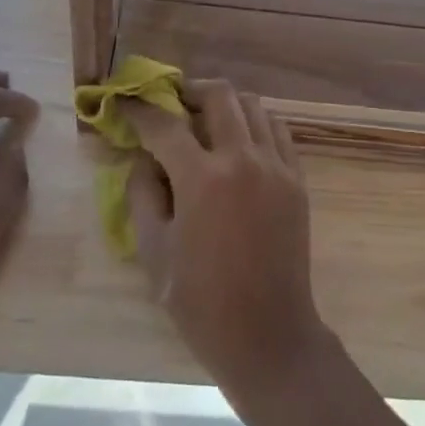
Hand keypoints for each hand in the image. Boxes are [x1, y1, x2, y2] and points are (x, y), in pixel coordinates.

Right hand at [125, 80, 330, 403]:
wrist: (268, 334)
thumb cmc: (201, 302)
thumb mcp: (154, 252)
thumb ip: (142, 194)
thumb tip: (144, 159)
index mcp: (203, 179)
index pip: (166, 125)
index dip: (141, 110)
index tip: (128, 104)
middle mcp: (243, 159)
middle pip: (218, 96)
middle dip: (189, 91)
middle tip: (173, 103)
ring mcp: (277, 166)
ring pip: (253, 106)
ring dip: (225, 104)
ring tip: (206, 121)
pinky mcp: (297, 178)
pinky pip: (277, 130)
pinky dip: (255, 124)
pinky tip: (240, 143)